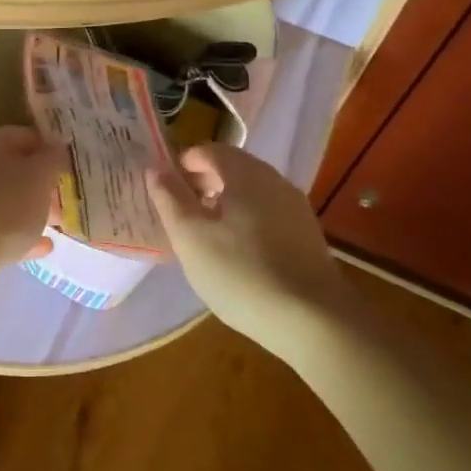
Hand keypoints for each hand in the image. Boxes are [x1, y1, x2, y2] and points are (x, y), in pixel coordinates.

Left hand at [0, 126, 64, 301]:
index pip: (25, 135)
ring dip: (29, 209)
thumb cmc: (0, 206)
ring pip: (3, 200)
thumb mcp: (38, 177)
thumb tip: (57, 149)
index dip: (51, 147)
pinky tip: (43, 247)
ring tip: (58, 221)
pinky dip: (18, 235)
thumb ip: (52, 159)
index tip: (73, 164)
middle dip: (40, 182)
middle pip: (12, 168)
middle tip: (67, 195)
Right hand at [146, 143, 343, 348]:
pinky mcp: (307, 235)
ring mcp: (295, 208)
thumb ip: (170, 198)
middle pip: (233, 168)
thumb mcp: (191, 237)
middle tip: (181, 210)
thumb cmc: (241, 272)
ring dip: (225, 202)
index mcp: (246, 173)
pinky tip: (238, 252)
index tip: (166, 187)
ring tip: (206, 233)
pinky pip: (268, 214)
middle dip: (204, 182)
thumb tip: (156, 168)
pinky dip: (246, 220)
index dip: (184, 163)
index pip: (209, 150)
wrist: (314, 320)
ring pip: (252, 192)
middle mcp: (274, 180)